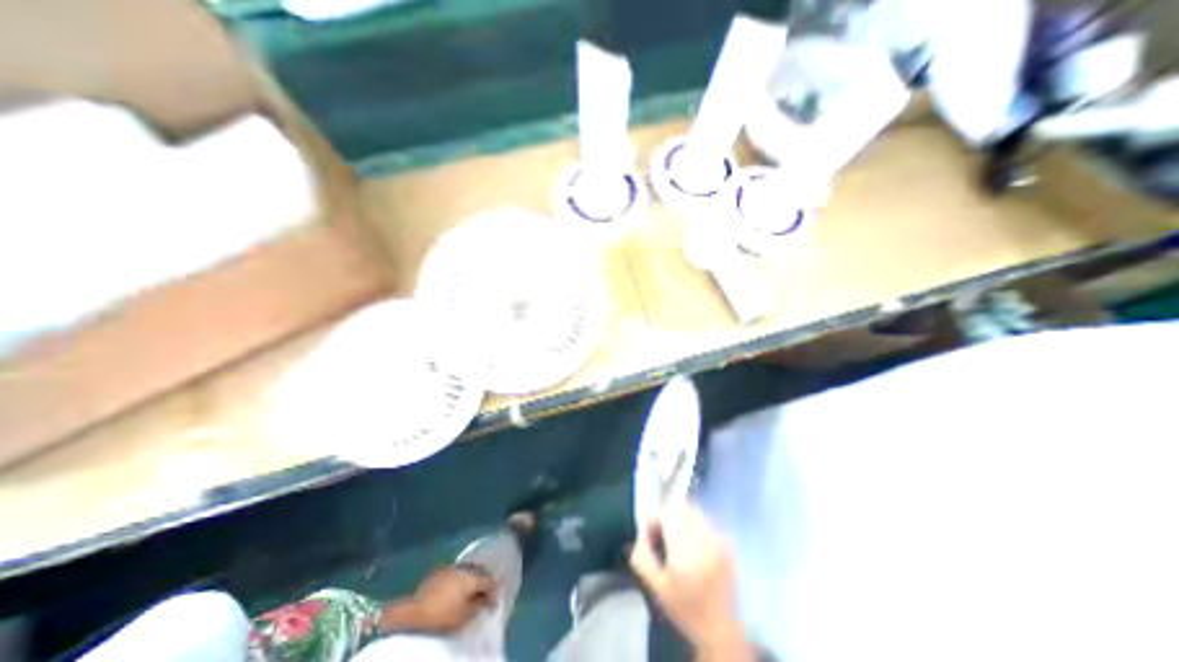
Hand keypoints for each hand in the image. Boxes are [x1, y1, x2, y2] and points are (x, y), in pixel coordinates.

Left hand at [381, 564, 492, 636]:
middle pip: (479, 571)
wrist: (413, 614)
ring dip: (471, 578)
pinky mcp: (438, 572)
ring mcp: (450, 567)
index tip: (493, 602)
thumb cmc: (443, 616)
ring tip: (471, 591)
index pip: (489, 580)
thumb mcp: (465, 616)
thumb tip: (487, 599)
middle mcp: (463, 567)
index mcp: (472, 576)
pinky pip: (455, 573)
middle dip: (483, 581)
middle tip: (484, 594)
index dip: (493, 591)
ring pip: (467, 570)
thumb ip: (479, 604)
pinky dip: (459, 579)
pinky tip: (455, 589)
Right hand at [630, 501, 748, 657]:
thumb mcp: (656, 586)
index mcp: (685, 551)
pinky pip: (705, 520)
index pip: (668, 513)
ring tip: (680, 541)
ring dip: (682, 518)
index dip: (657, 518)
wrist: (721, 628)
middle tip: (665, 536)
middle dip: (669, 516)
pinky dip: (696, 525)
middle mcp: (704, 539)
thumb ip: (642, 555)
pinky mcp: (727, 541)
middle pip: (682, 507)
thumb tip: (642, 530)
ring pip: (694, 511)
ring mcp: (718, 539)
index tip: (653, 532)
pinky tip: (695, 546)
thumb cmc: (684, 608)